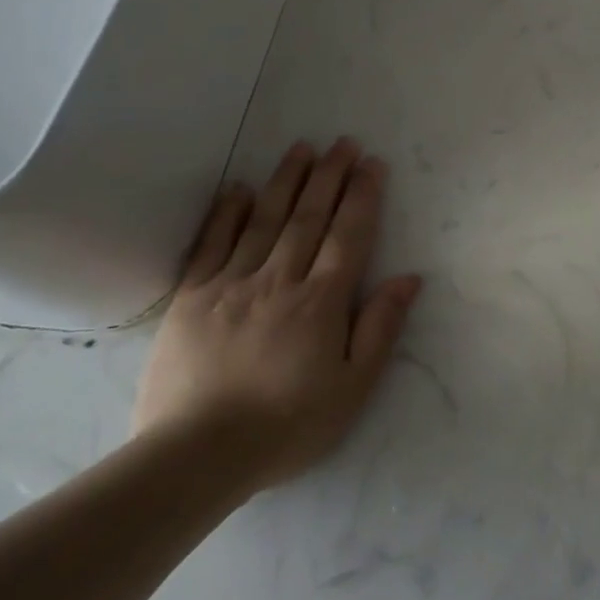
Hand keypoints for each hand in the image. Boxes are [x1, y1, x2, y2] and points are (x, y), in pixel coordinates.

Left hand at [133, 138, 421, 494]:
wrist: (195, 456)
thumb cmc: (287, 425)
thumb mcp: (353, 388)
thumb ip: (381, 328)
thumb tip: (409, 278)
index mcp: (322, 301)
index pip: (349, 235)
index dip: (363, 196)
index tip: (372, 163)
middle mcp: (280, 280)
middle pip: (310, 217)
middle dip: (330, 176)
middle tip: (343, 142)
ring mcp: (231, 284)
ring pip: (264, 220)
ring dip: (286, 181)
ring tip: (302, 148)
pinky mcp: (191, 298)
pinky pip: (211, 244)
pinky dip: (226, 213)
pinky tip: (238, 188)